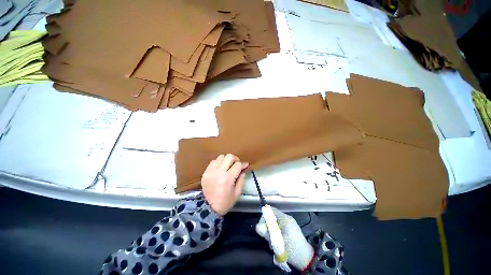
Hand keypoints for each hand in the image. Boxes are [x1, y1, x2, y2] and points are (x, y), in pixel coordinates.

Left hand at [201, 154, 248, 215]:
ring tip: (228, 166)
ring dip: (226, 160)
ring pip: (221, 157)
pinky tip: (220, 168)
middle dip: (235, 159)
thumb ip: (241, 179)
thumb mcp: (237, 193)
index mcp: (228, 178)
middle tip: (237, 164)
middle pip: (229, 156)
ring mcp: (211, 171)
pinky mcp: (205, 172)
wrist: (209, 208)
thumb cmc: (225, 202)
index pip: (238, 165)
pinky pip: (213, 161)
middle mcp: (219, 172)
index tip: (246, 165)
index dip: (243, 164)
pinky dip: (218, 163)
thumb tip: (243, 170)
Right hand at [256, 207, 314, 271]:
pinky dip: (276, 233)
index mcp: (285, 219)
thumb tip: (257, 226)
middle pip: (272, 216)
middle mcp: (287, 218)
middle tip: (267, 236)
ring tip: (273, 242)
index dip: (264, 215)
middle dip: (268, 226)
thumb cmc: (293, 250)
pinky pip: (279, 226)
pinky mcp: (290, 228)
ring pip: (275, 222)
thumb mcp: (278, 243)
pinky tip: (277, 242)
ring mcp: (289, 223)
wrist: (306, 259)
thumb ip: (267, 234)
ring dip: (271, 231)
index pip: (272, 210)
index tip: (261, 225)